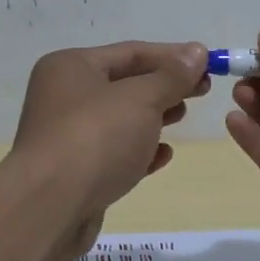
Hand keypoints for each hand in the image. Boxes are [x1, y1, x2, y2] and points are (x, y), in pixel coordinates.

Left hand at [12, 41, 209, 260]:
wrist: (49, 208)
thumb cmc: (96, 138)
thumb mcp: (141, 99)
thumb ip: (172, 76)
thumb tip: (197, 52)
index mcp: (71, 67)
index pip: (131, 52)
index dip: (173, 56)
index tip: (209, 63)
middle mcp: (64, 96)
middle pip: (125, 83)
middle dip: (165, 85)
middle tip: (203, 90)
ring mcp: (67, 136)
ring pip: (121, 118)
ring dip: (155, 116)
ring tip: (183, 116)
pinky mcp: (75, 172)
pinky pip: (114, 152)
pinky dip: (140, 150)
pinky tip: (163, 155)